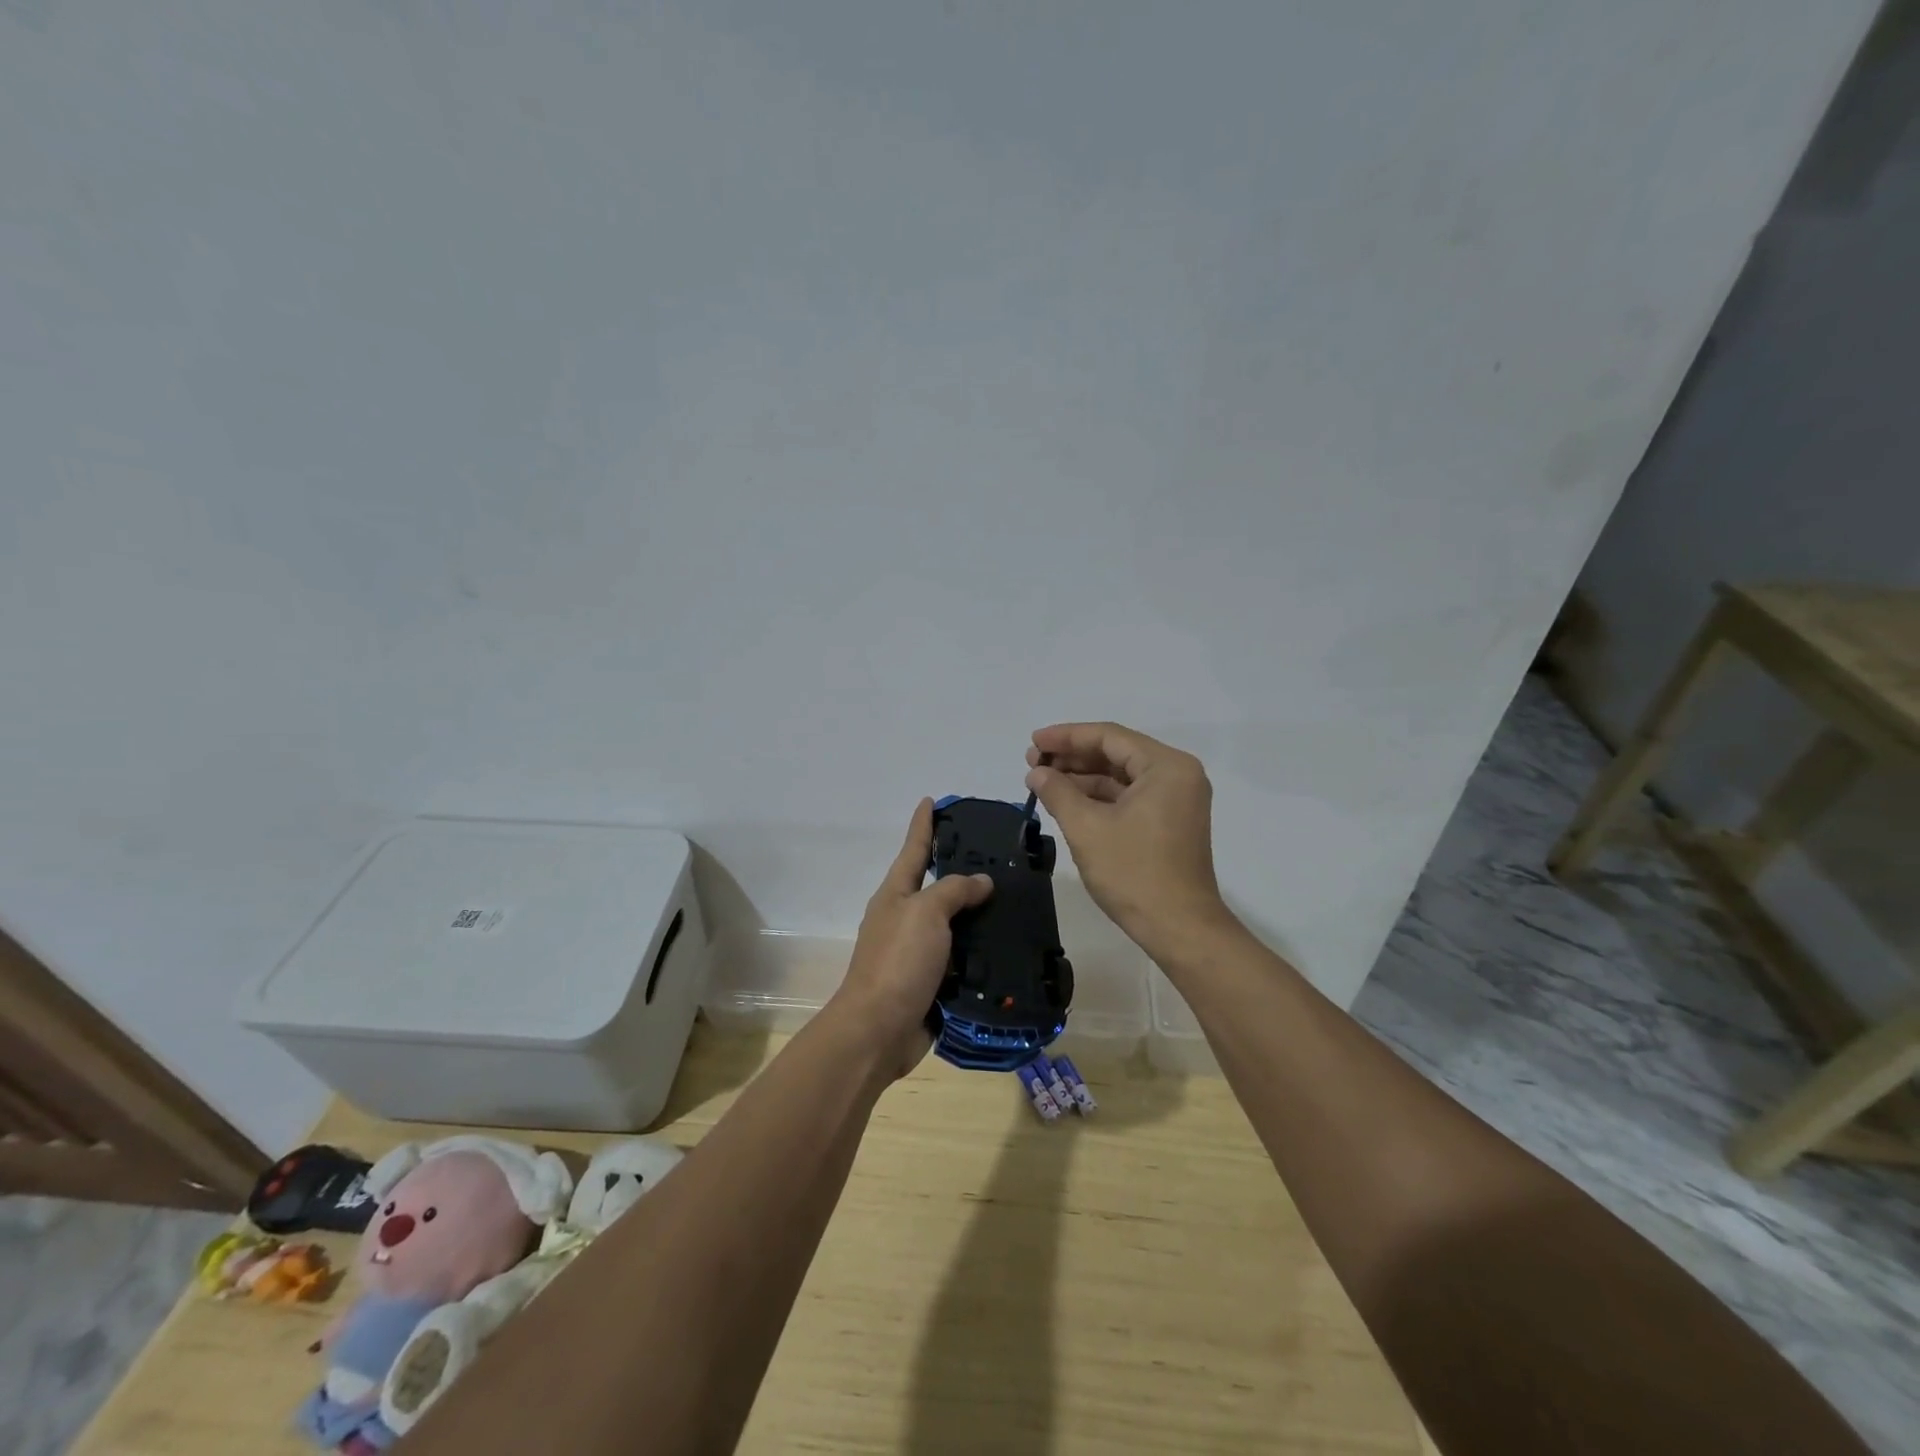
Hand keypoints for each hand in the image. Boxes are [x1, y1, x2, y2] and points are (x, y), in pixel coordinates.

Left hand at [827, 799, 993, 1078]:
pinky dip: (983, 952)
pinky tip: (1010, 945)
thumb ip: (954, 890)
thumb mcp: (925, 913)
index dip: (923, 825)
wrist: (879, 1030)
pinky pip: (963, 959)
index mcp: (896, 895)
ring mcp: (918, 952)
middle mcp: (905, 919)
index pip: (913, 849)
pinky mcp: (933, 982)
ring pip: (955, 924)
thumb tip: (981, 882)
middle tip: (999, 856)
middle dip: (962, 870)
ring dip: (980, 914)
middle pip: (936, 886)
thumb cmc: (898, 961)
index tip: (932, 800)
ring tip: (1016, 900)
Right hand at [1026, 722, 1238, 965]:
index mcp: (1166, 766)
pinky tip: (1067, 801)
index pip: (1109, 736)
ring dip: (1082, 778)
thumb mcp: (1087, 828)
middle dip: (1072, 757)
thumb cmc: (1134, 873)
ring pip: (1121, 776)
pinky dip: (1098, 797)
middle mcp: (1177, 775)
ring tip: (1042, 782)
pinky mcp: (1169, 822)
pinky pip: (1129, 796)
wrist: (1179, 928)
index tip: (1032, 742)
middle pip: (1116, 753)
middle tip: (1032, 763)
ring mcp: (1176, 800)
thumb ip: (1058, 792)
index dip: (1066, 737)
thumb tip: (1036, 773)